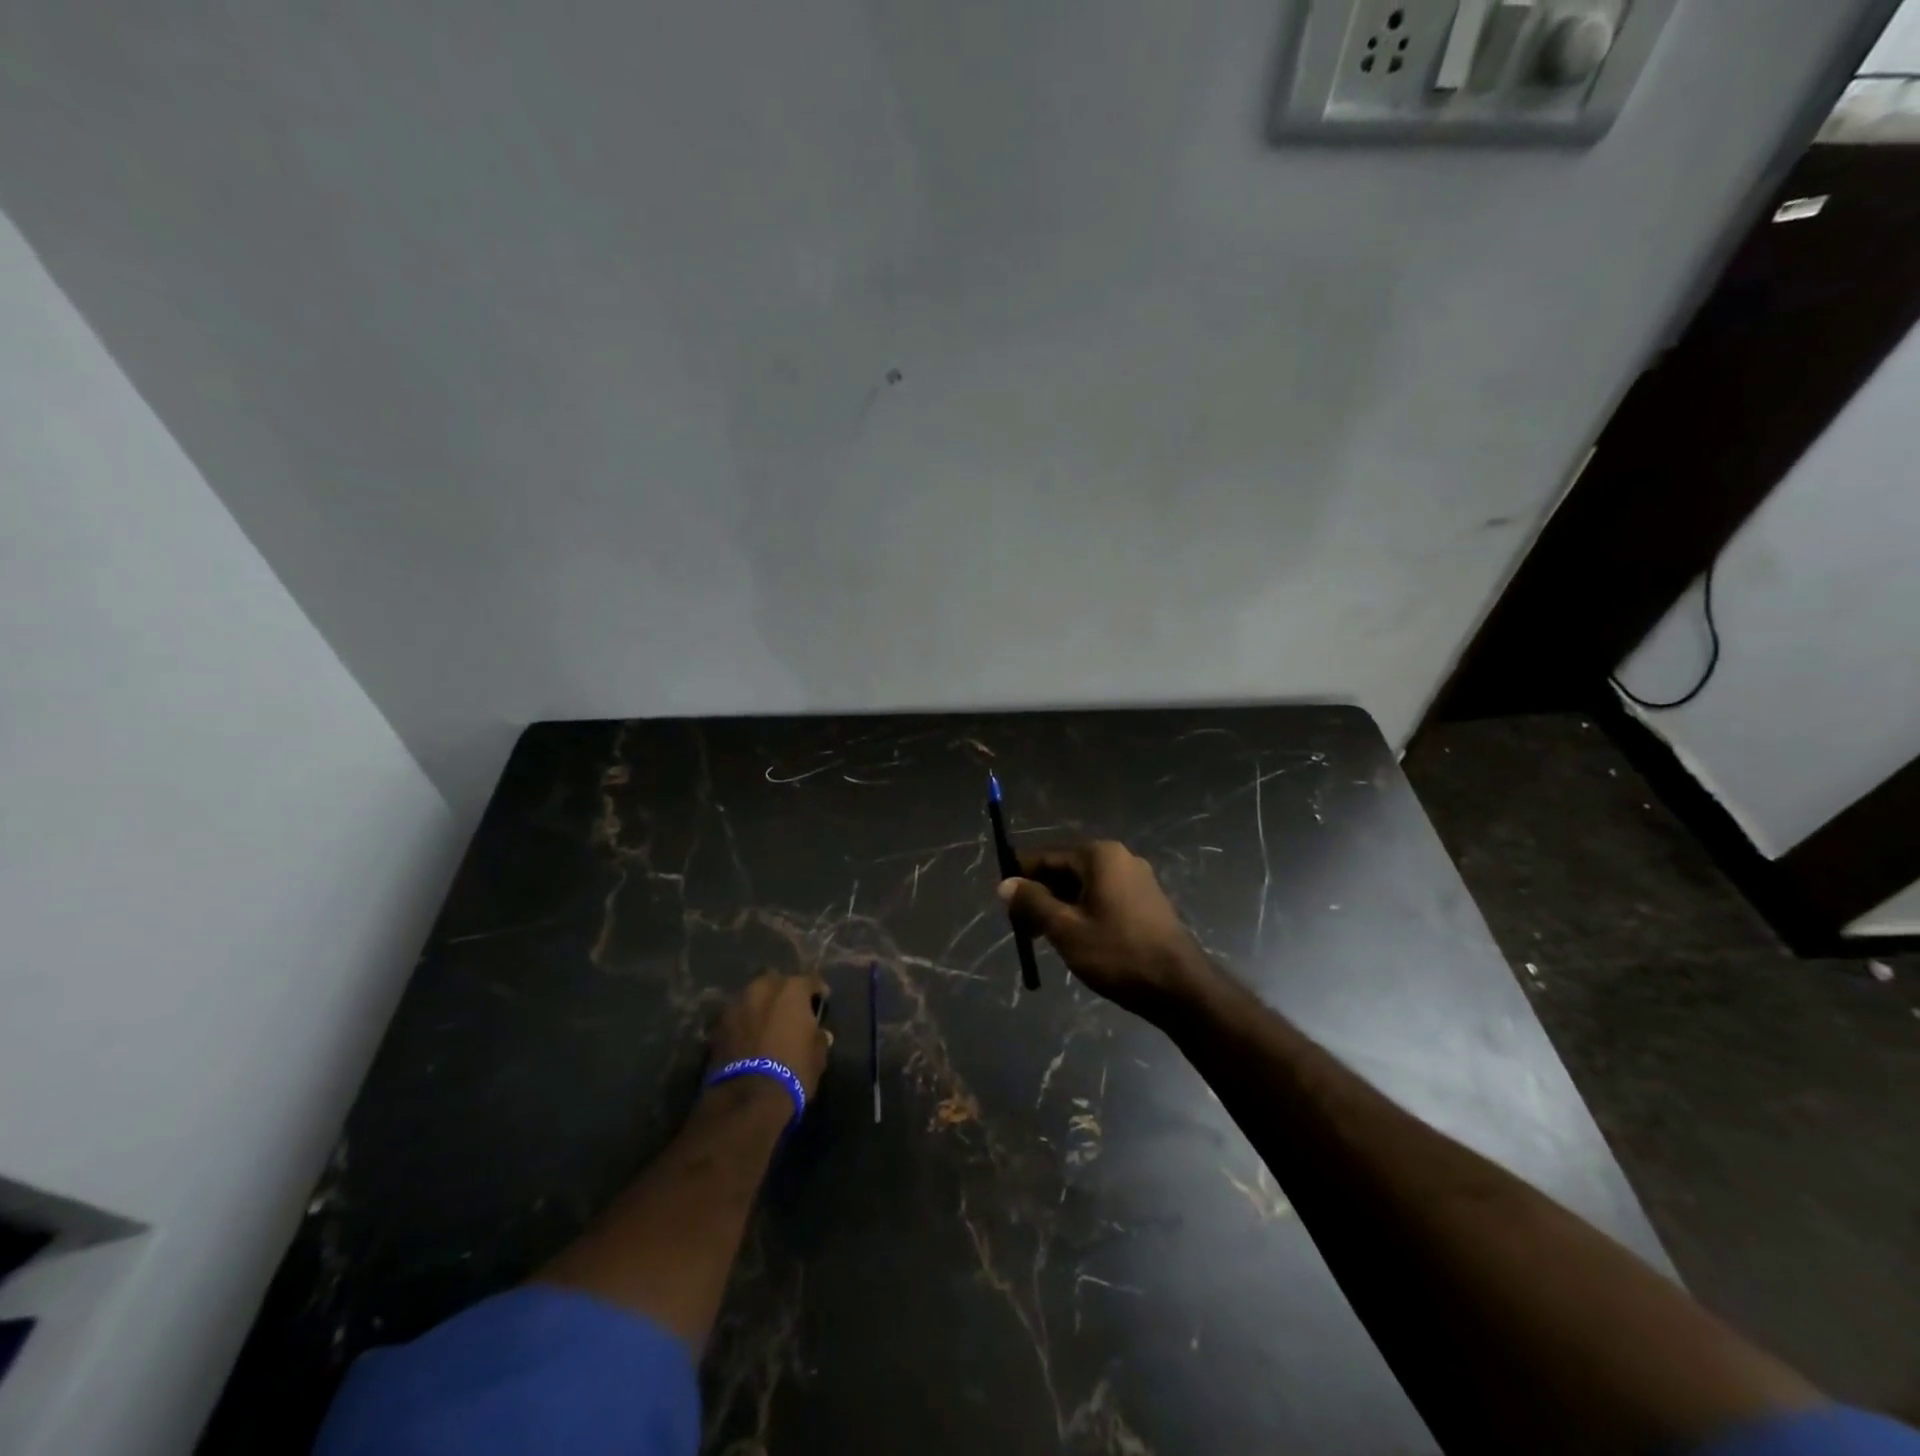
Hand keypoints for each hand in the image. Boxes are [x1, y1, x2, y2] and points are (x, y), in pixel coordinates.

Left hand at [708, 971, 831, 1099]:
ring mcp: (736, 1005)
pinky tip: (749, 1038)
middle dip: (783, 993)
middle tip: (790, 1012)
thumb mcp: (817, 1056)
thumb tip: (819, 1033)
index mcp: (791, 990)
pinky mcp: (717, 1026)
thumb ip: (818, 1038)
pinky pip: (737, 1017)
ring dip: (760, 1006)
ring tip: (767, 1024)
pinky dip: (744, 1023)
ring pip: (753, 997)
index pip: (810, 980)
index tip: (821, 1002)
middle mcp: (762, 989)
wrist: (746, 1099)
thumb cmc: (792, 1071)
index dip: (817, 991)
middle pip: (776, 983)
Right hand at [998, 841, 1211, 1023]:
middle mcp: (1119, 858)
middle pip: (1065, 870)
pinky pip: (1103, 898)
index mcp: (1099, 855)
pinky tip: (1075, 939)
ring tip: (1044, 938)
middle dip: (1040, 895)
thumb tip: (1005, 884)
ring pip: (1083, 887)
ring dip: (1060, 907)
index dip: (1020, 878)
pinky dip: (1083, 912)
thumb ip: (1032, 902)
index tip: (1003, 903)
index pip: (1046, 857)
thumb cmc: (1117, 953)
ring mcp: (1136, 879)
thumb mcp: (1065, 929)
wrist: (1179, 987)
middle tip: (1022, 928)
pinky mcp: (1146, 901)